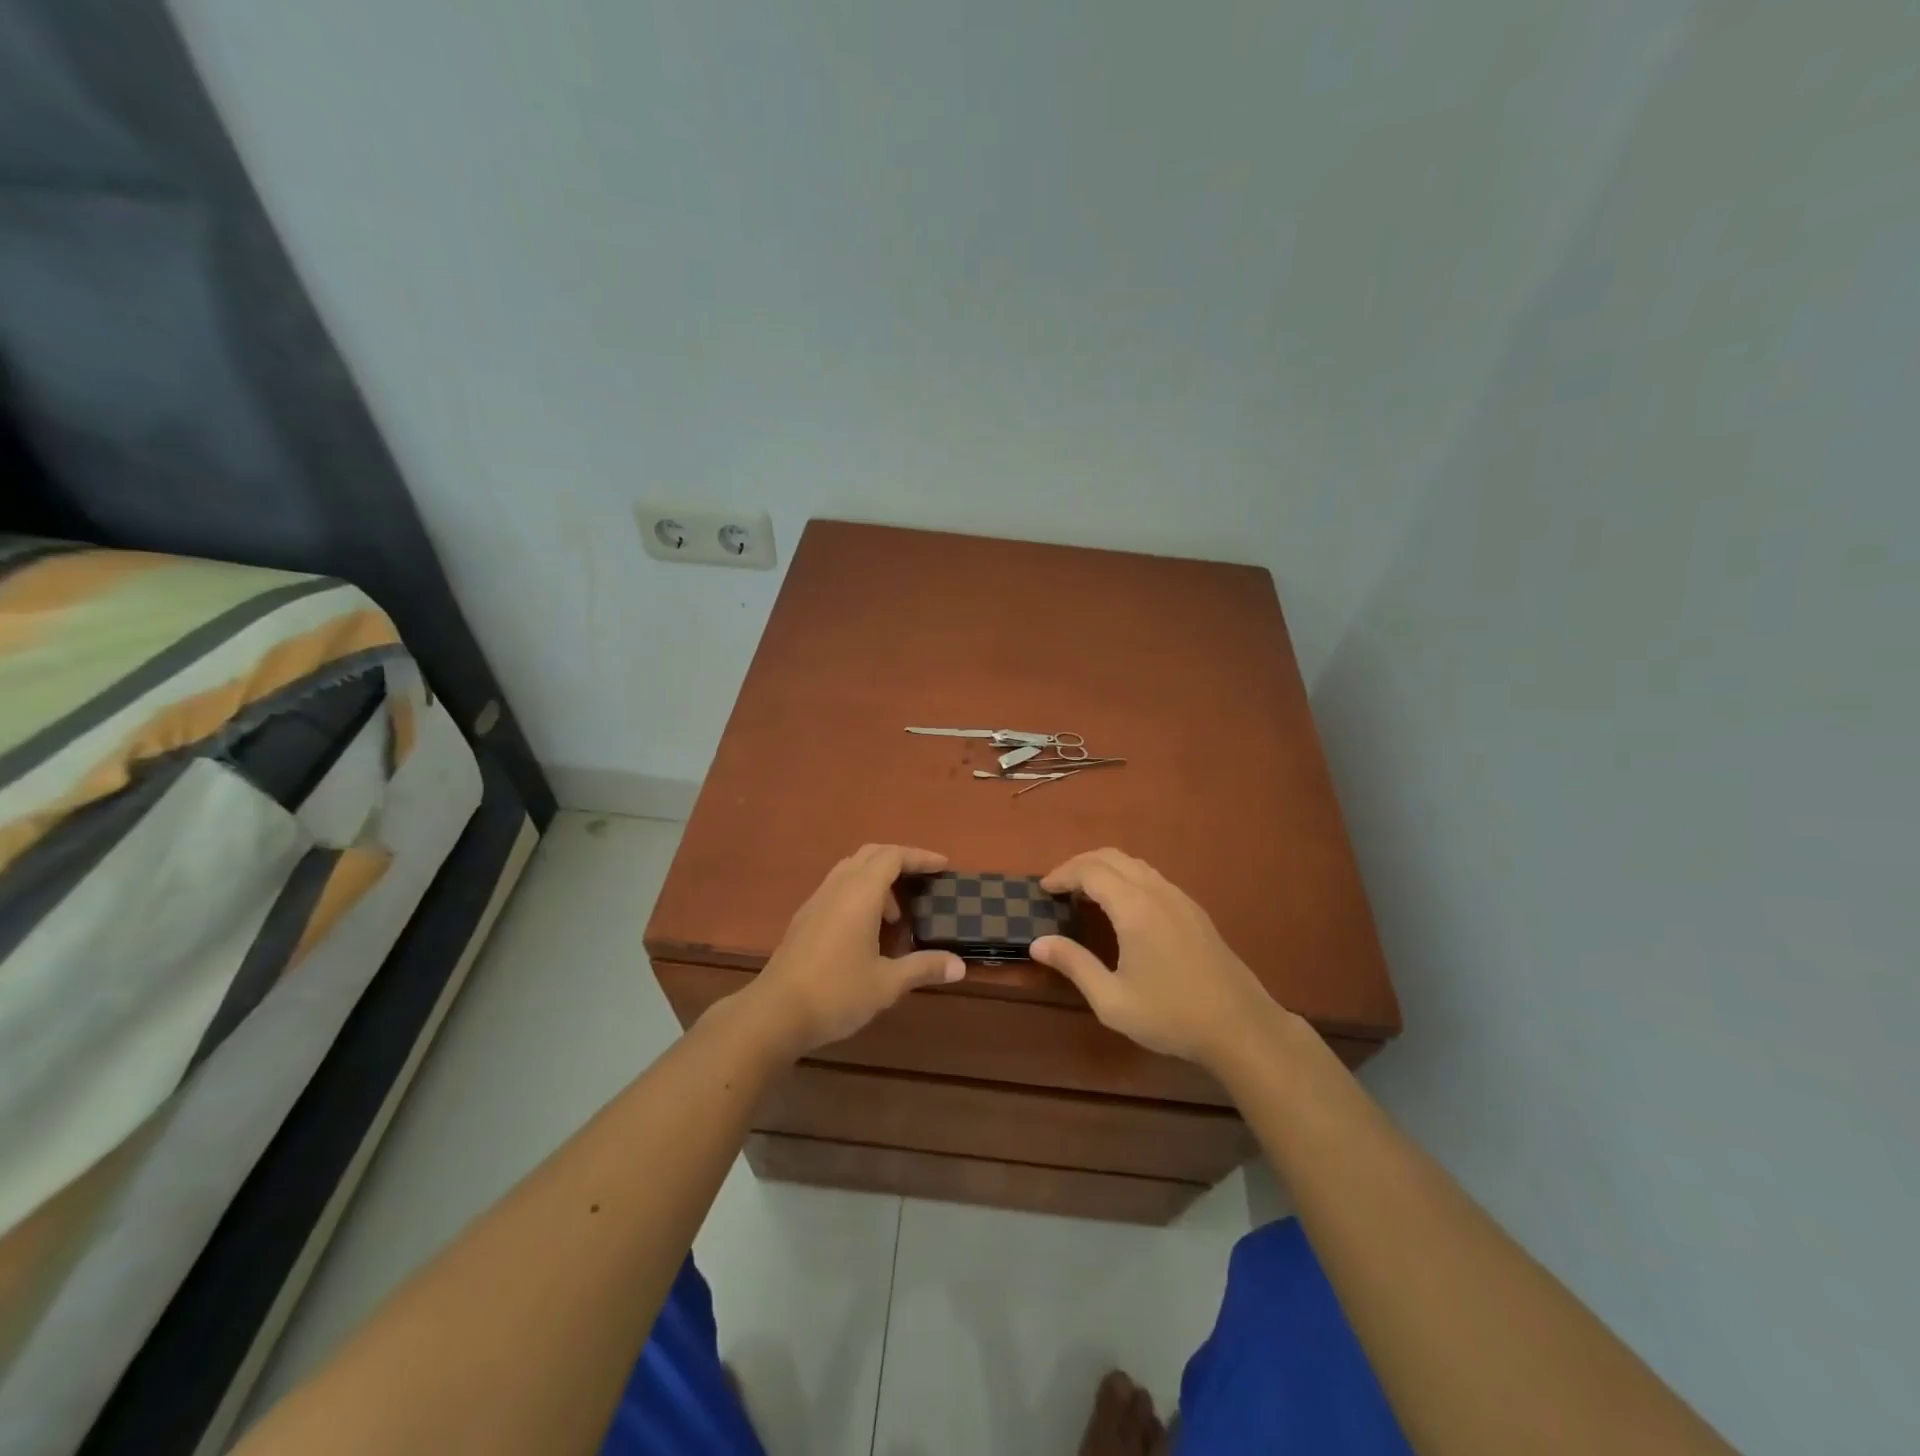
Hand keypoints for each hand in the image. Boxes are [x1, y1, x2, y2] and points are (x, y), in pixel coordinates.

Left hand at [745, 844, 964, 1056]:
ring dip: (878, 879)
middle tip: (923, 881)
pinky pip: (837, 887)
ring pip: (851, 869)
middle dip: (900, 861)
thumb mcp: (887, 983)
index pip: (893, 856)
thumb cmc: (836, 993)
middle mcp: (837, 887)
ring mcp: (816, 901)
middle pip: (871, 854)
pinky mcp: (804, 918)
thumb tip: (959, 965)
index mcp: (860, 893)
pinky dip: (859, 893)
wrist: (774, 1013)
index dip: (920, 857)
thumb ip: (923, 967)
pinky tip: (866, 930)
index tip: (943, 865)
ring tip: (895, 916)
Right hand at [1031, 848, 1287, 1069]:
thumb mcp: (1112, 1000)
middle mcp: (1157, 892)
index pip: (1090, 871)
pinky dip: (1126, 877)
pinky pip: (1152, 877)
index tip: (1043, 889)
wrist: (1241, 1028)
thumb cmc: (1172, 1017)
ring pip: (1134, 864)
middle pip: (1112, 857)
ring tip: (1084, 893)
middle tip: (1058, 886)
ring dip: (1104, 868)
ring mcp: (1180, 898)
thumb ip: (1074, 965)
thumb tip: (1038, 943)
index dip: (1063, 874)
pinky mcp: (1194, 910)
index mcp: (1135, 909)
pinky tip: (1121, 906)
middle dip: (1080, 864)